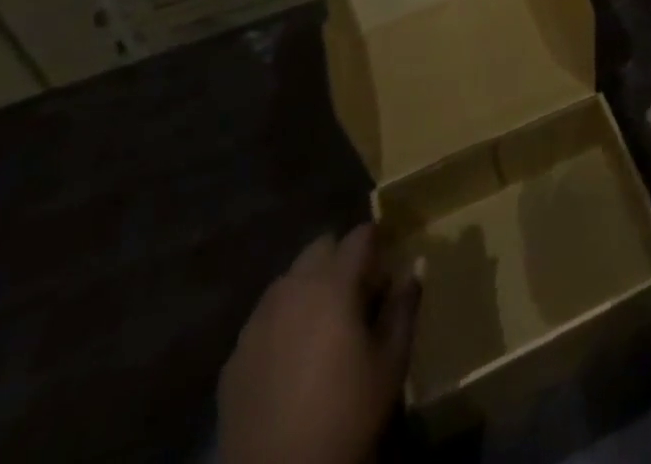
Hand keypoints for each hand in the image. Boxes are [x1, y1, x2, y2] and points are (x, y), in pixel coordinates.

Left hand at [218, 226, 420, 463]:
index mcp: (333, 283)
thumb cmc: (346, 414)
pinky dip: (283, 322)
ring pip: (289, 281)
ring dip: (310, 287)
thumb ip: (405, 306)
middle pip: (320, 248)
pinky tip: (292, 358)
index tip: (389, 258)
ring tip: (325, 324)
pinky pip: (264, 319)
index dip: (378, 240)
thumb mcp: (391, 361)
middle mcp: (292, 289)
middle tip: (359, 292)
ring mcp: (257, 321)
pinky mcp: (234, 356)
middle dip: (341, 258)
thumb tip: (416, 265)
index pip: (360, 235)